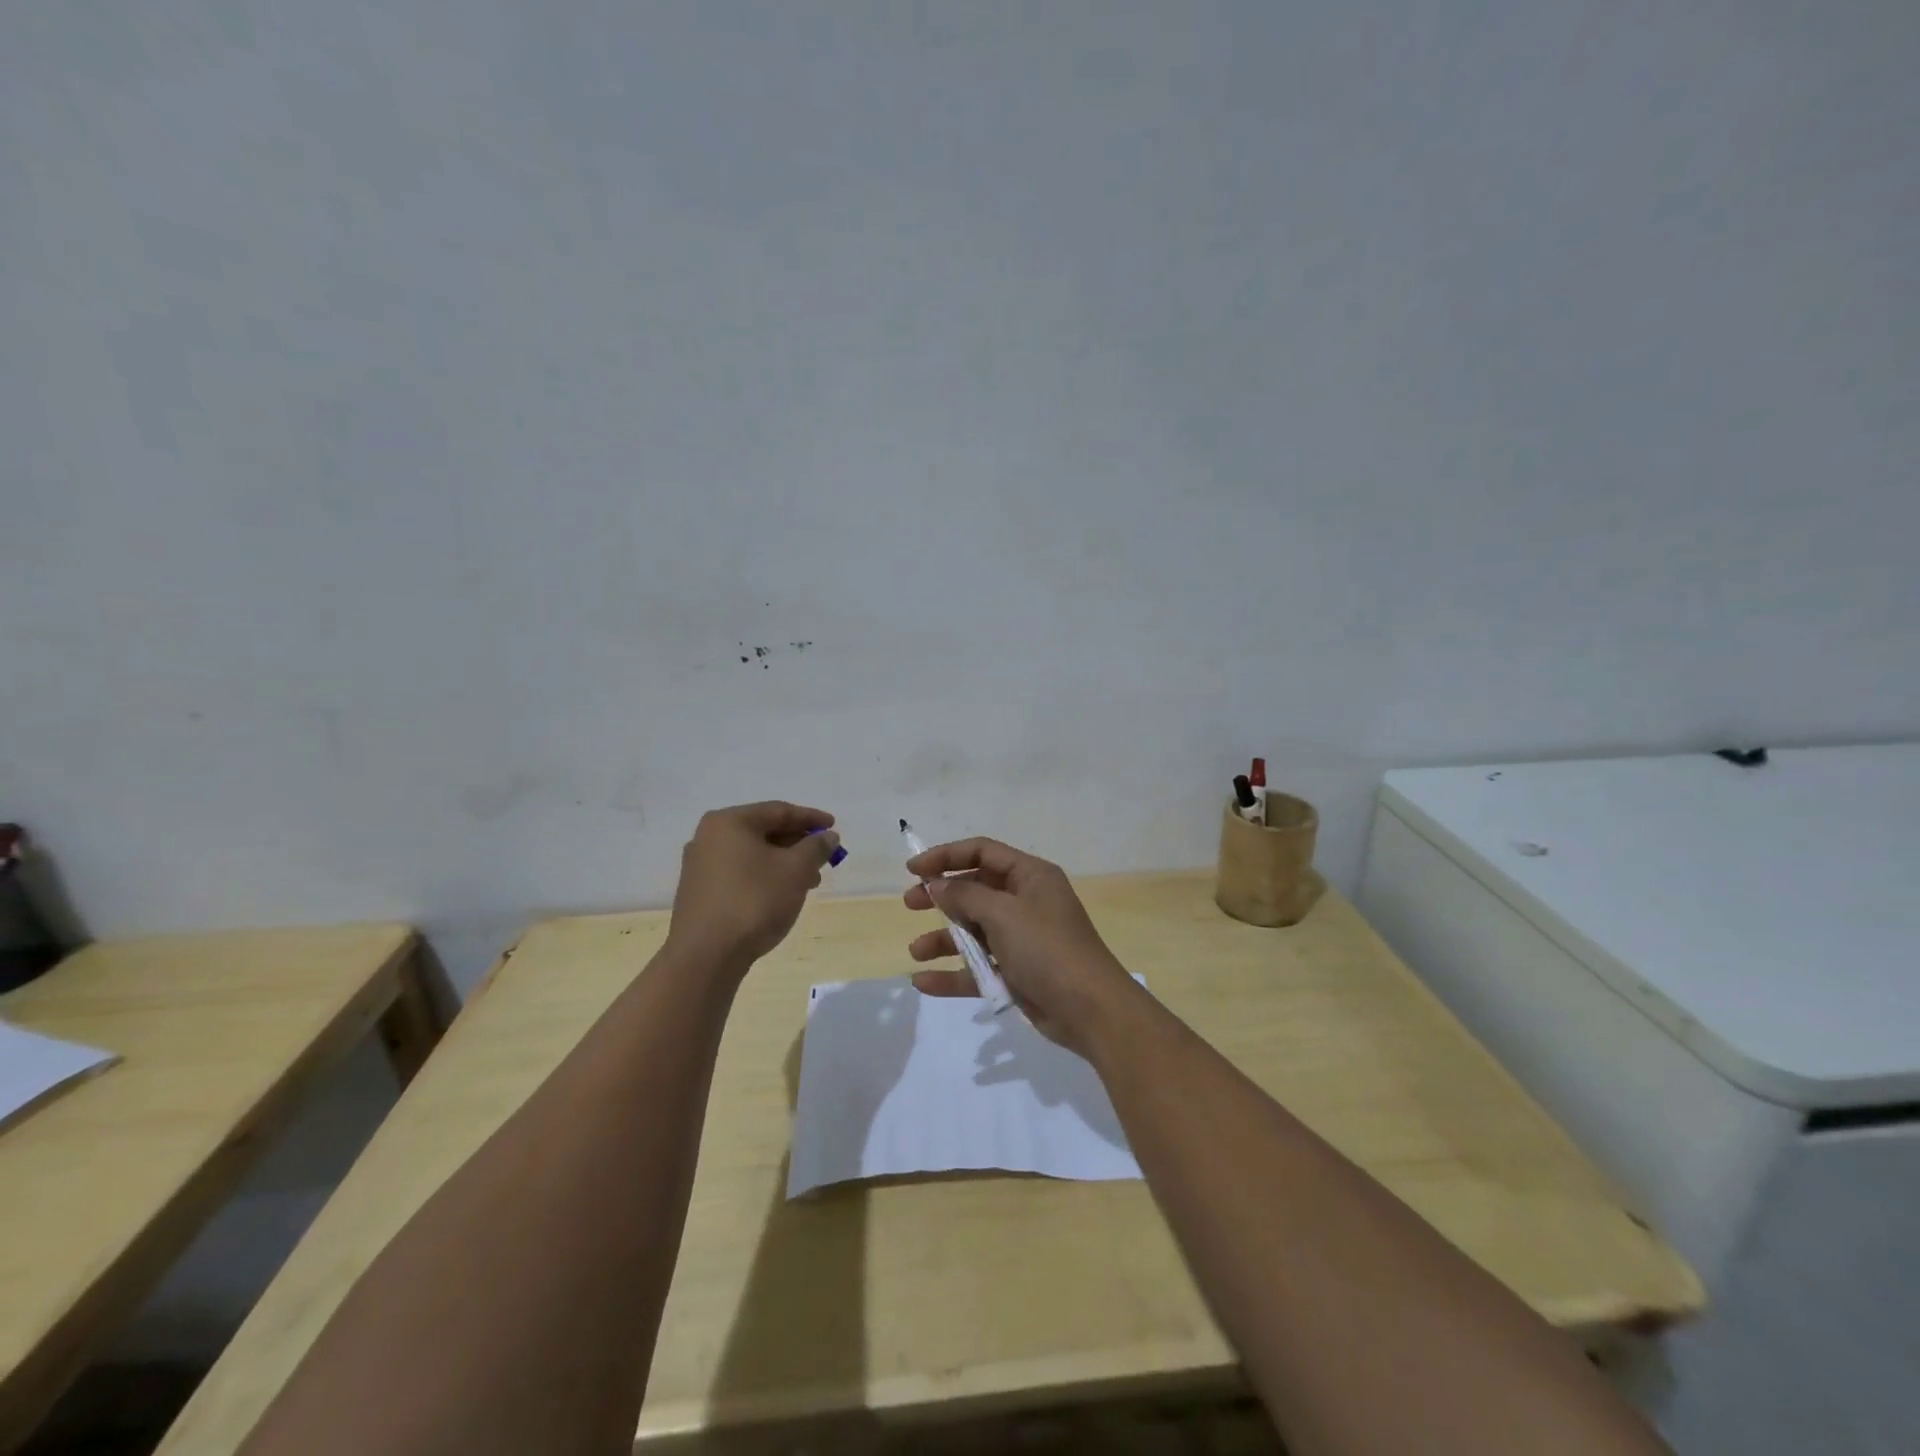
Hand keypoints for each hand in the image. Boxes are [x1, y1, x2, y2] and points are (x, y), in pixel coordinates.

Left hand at [667, 802, 840, 968]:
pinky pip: (739, 874)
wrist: (705, 956)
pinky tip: (781, 896)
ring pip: (752, 856)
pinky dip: (764, 878)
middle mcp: (709, 837)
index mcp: (729, 822)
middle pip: (763, 832)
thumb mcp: (796, 870)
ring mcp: (700, 866)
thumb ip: (815, 847)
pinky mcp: (699, 893)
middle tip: (823, 857)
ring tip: (809, 882)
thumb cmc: (754, 901)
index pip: (778, 811)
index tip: (834, 827)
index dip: (810, 818)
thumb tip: (828, 836)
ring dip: (783, 864)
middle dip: (797, 844)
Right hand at [904, 837, 1139, 1053]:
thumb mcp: (1003, 914)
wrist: (1090, 1010)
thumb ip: (965, 897)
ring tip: (916, 951)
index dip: (946, 856)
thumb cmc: (1047, 948)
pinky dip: (953, 973)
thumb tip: (938, 885)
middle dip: (942, 896)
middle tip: (910, 903)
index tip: (913, 870)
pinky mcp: (1017, 972)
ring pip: (974, 930)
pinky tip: (924, 982)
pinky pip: (978, 967)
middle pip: (975, 889)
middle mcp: (1025, 901)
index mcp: (1029, 876)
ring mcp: (1021, 938)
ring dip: (944, 938)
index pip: (982, 852)